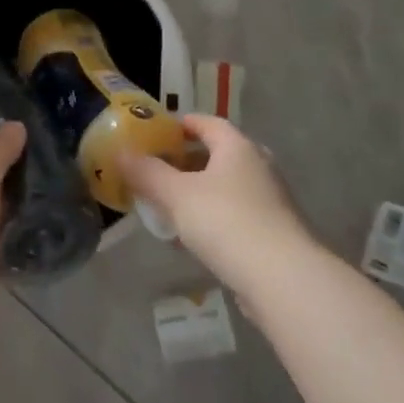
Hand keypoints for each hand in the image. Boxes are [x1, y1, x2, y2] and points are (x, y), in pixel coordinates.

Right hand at [119, 115, 308, 288]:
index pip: (207, 123)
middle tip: (157, 170)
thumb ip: (147, 172)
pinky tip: (193, 237)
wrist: (283, 280)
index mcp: (238, 147)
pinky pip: (236, 213)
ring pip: (227, 186)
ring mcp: (271, 200)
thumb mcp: (176, 195)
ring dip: (199, 192)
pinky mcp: (274, 231)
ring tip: (168, 205)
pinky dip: (213, 217)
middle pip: (218, 154)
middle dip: (187, 161)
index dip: (181, 124)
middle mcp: (259, 166)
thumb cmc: (227, 222)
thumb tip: (120, 152)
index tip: (156, 133)